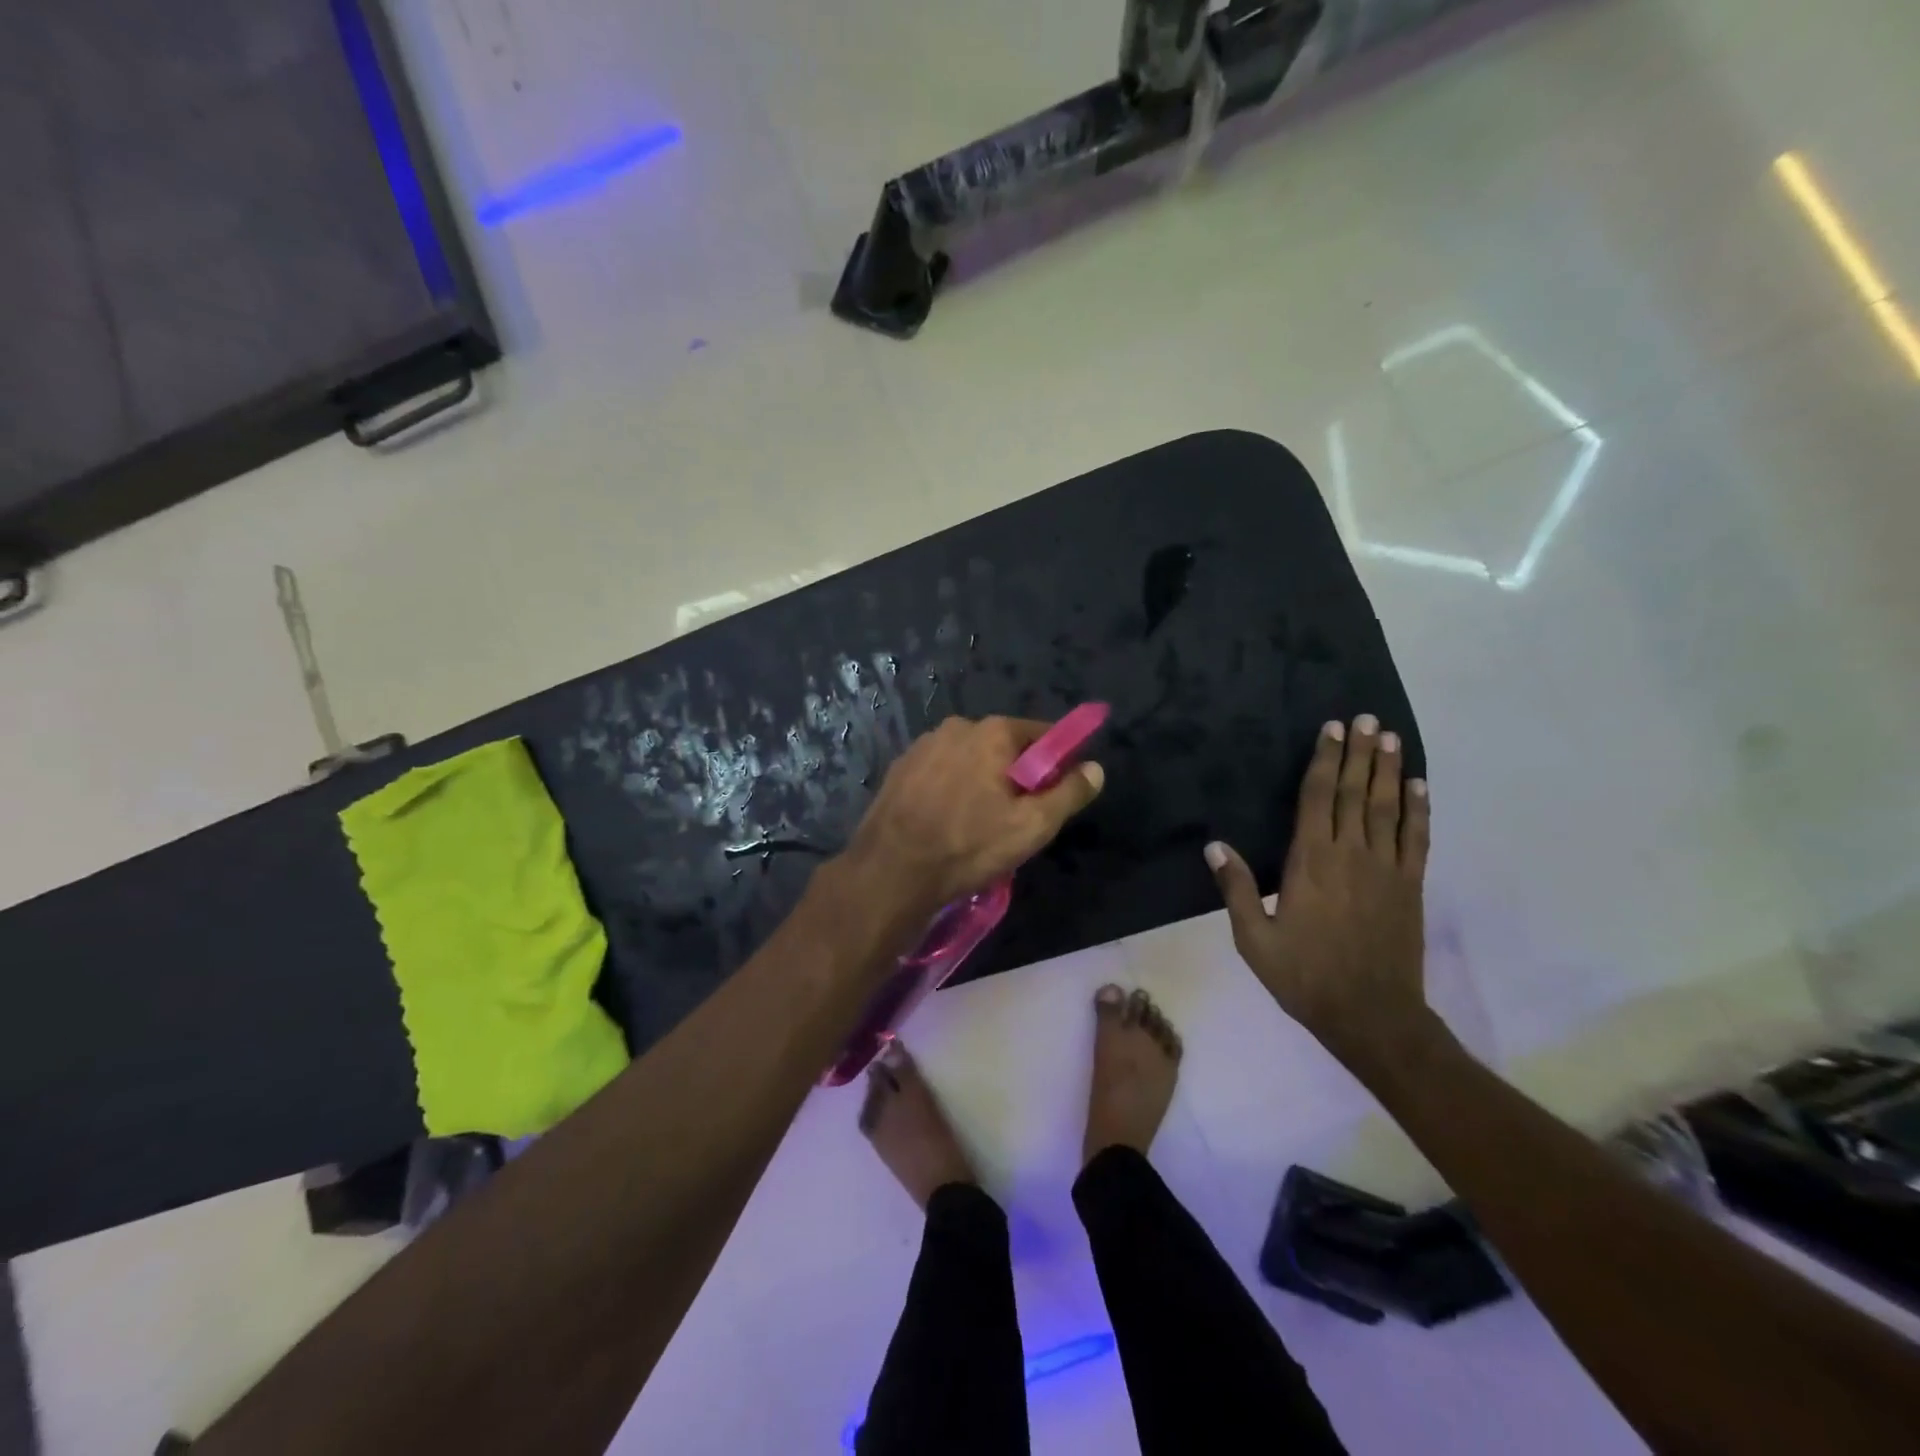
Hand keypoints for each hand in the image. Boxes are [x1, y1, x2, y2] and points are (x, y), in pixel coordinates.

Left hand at [845, 715, 1104, 913]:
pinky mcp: (900, 768)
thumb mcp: (1033, 825)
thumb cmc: (969, 845)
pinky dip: (951, 789)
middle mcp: (957, 726)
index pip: (1042, 734)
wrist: (892, 870)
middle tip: (1016, 818)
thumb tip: (1096, 768)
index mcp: (992, 731)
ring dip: (980, 782)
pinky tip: (946, 822)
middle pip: (1003, 747)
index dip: (1056, 762)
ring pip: (969, 760)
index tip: (1056, 793)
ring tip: (977, 825)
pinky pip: (941, 773)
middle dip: (1016, 775)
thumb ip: (1070, 793)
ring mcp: (923, 745)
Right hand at [1205, 715, 1436, 1074]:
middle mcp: (1351, 854)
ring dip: (1388, 770)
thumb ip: (1237, 889)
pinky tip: (1418, 786)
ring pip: (1388, 808)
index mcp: (1310, 862)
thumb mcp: (1254, 939)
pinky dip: (1418, 810)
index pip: (1318, 799)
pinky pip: (1416, 839)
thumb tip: (1215, 845)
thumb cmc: (1304, 976)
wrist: (1371, 1015)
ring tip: (1389, 737)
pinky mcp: (1409, 886)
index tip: (1331, 730)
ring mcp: (1386, 869)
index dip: (1324, 761)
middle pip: (1355, 793)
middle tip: (1364, 719)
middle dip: (1358, 753)